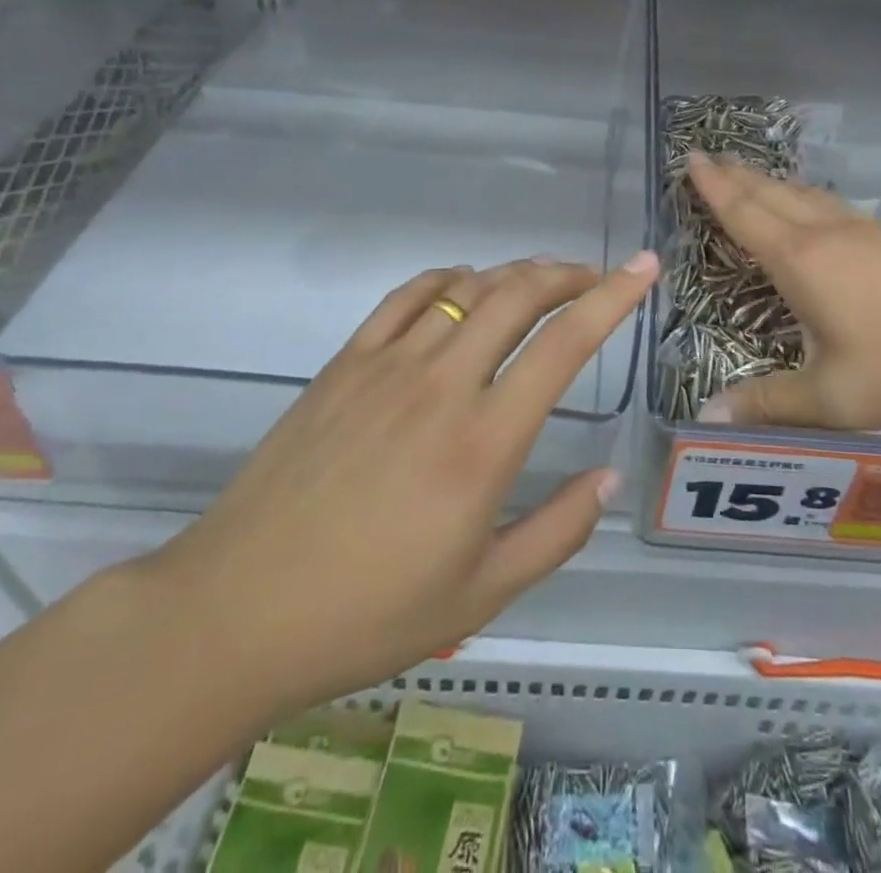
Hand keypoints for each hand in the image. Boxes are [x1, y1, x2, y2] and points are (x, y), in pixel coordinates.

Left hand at [146, 252, 657, 716]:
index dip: (613, 298)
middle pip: (517, 295)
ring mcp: (387, 365)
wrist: (236, 610)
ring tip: (541, 281)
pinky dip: (446, 277)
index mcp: (483, 442)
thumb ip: (556, 533)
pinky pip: (405, 296)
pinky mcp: (345, 363)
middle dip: (567, 273)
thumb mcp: (480, 596)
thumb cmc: (367, 613)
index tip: (644, 267)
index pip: (564, 345)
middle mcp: (442, 384)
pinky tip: (462, 285)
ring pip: (466, 288)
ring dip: (514, 274)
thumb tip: (607, 478)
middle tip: (596, 275)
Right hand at [688, 154, 880, 429]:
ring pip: (804, 196)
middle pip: (771, 194)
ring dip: (769, 182)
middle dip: (735, 175)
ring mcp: (866, 232)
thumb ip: (770, 405)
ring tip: (750, 175)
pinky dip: (804, 197)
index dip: (714, 187)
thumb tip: (707, 415)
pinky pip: (831, 206)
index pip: (744, 214)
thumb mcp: (835, 397)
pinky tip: (816, 209)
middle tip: (708, 156)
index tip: (690, 158)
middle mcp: (827, 234)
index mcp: (802, 261)